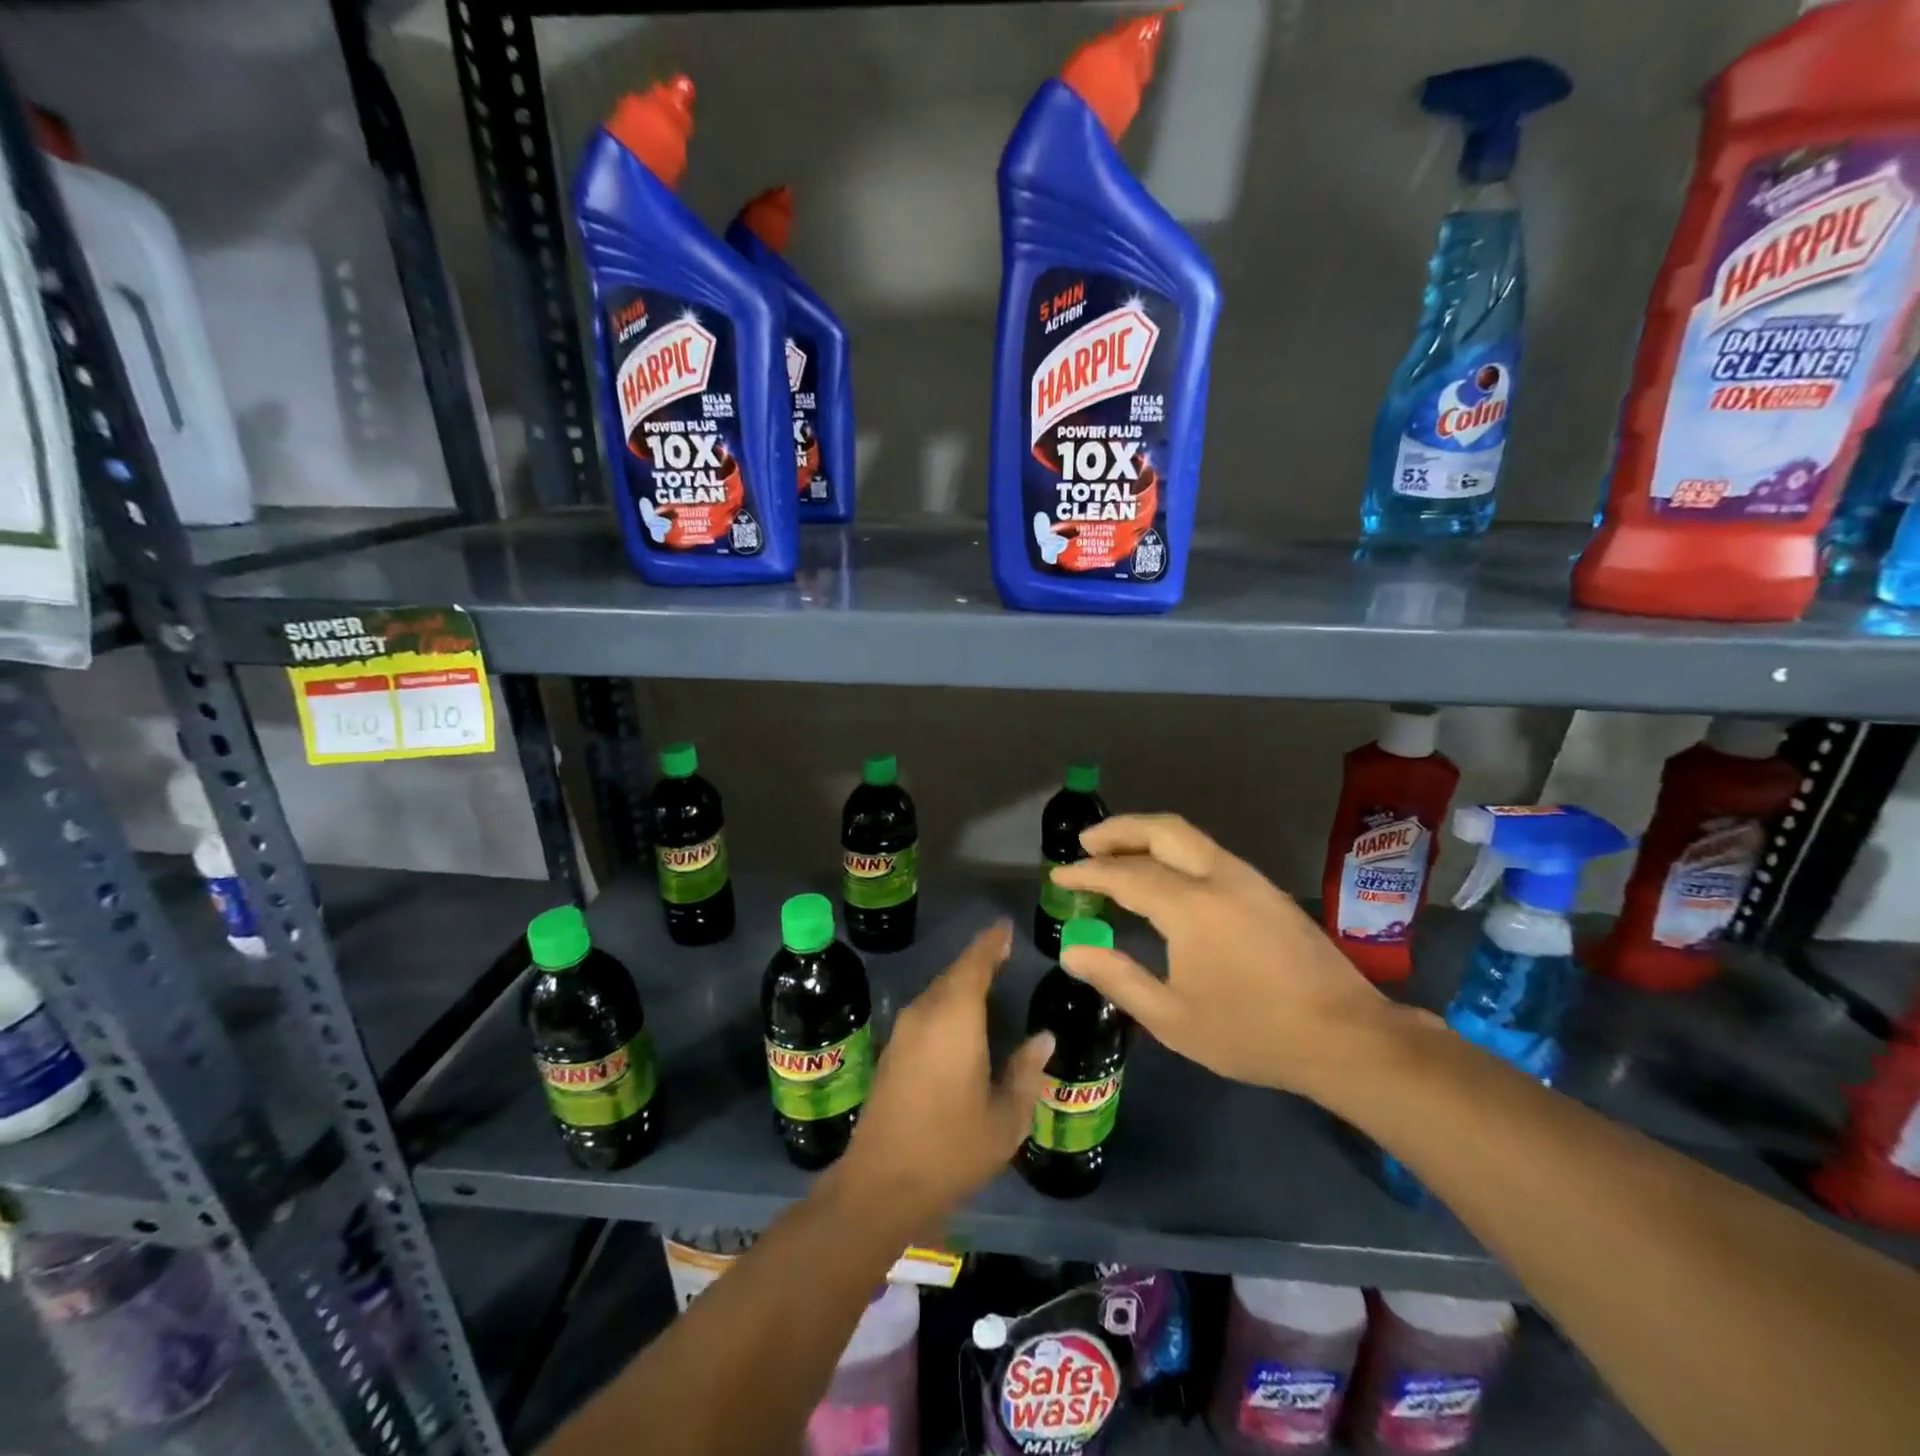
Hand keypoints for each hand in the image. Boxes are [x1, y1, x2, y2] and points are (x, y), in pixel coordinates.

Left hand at [839, 921, 1053, 1224]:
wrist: (882, 1183)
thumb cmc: (952, 1148)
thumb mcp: (1006, 1118)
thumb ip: (1026, 1073)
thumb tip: (1043, 1039)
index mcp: (955, 1018)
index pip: (975, 964)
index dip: (992, 943)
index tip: (1006, 927)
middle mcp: (926, 1013)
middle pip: (954, 974)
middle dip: (979, 961)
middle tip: (1004, 953)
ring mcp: (904, 1031)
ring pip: (938, 992)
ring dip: (961, 983)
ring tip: (989, 981)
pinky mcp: (892, 1051)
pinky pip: (926, 1011)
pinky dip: (947, 1004)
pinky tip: (962, 1020)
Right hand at [1049, 814, 1397, 1099]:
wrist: (1346, 1037)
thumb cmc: (1252, 1032)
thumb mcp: (1173, 1018)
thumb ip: (1117, 978)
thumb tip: (1072, 950)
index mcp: (1191, 906)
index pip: (1125, 874)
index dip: (1087, 873)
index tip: (1059, 876)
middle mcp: (1218, 877)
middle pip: (1161, 830)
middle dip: (1119, 830)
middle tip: (1086, 843)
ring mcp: (1247, 879)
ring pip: (1188, 836)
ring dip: (1147, 836)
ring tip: (1118, 854)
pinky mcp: (1265, 890)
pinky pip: (1208, 853)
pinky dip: (1173, 851)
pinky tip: (1165, 876)